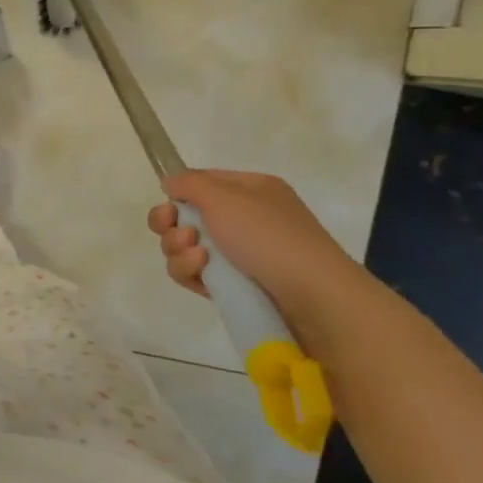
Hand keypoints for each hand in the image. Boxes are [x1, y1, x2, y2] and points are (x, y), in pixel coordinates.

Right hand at [147, 169, 366, 327]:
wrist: (313, 299)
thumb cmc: (269, 237)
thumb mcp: (225, 197)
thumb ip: (189, 183)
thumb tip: (170, 183)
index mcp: (250, 191)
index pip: (202, 183)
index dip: (179, 194)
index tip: (169, 207)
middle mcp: (245, 219)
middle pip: (187, 217)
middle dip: (172, 226)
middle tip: (183, 236)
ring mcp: (240, 255)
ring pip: (186, 247)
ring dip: (179, 251)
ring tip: (198, 259)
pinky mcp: (234, 287)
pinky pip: (197, 275)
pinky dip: (191, 273)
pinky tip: (202, 277)